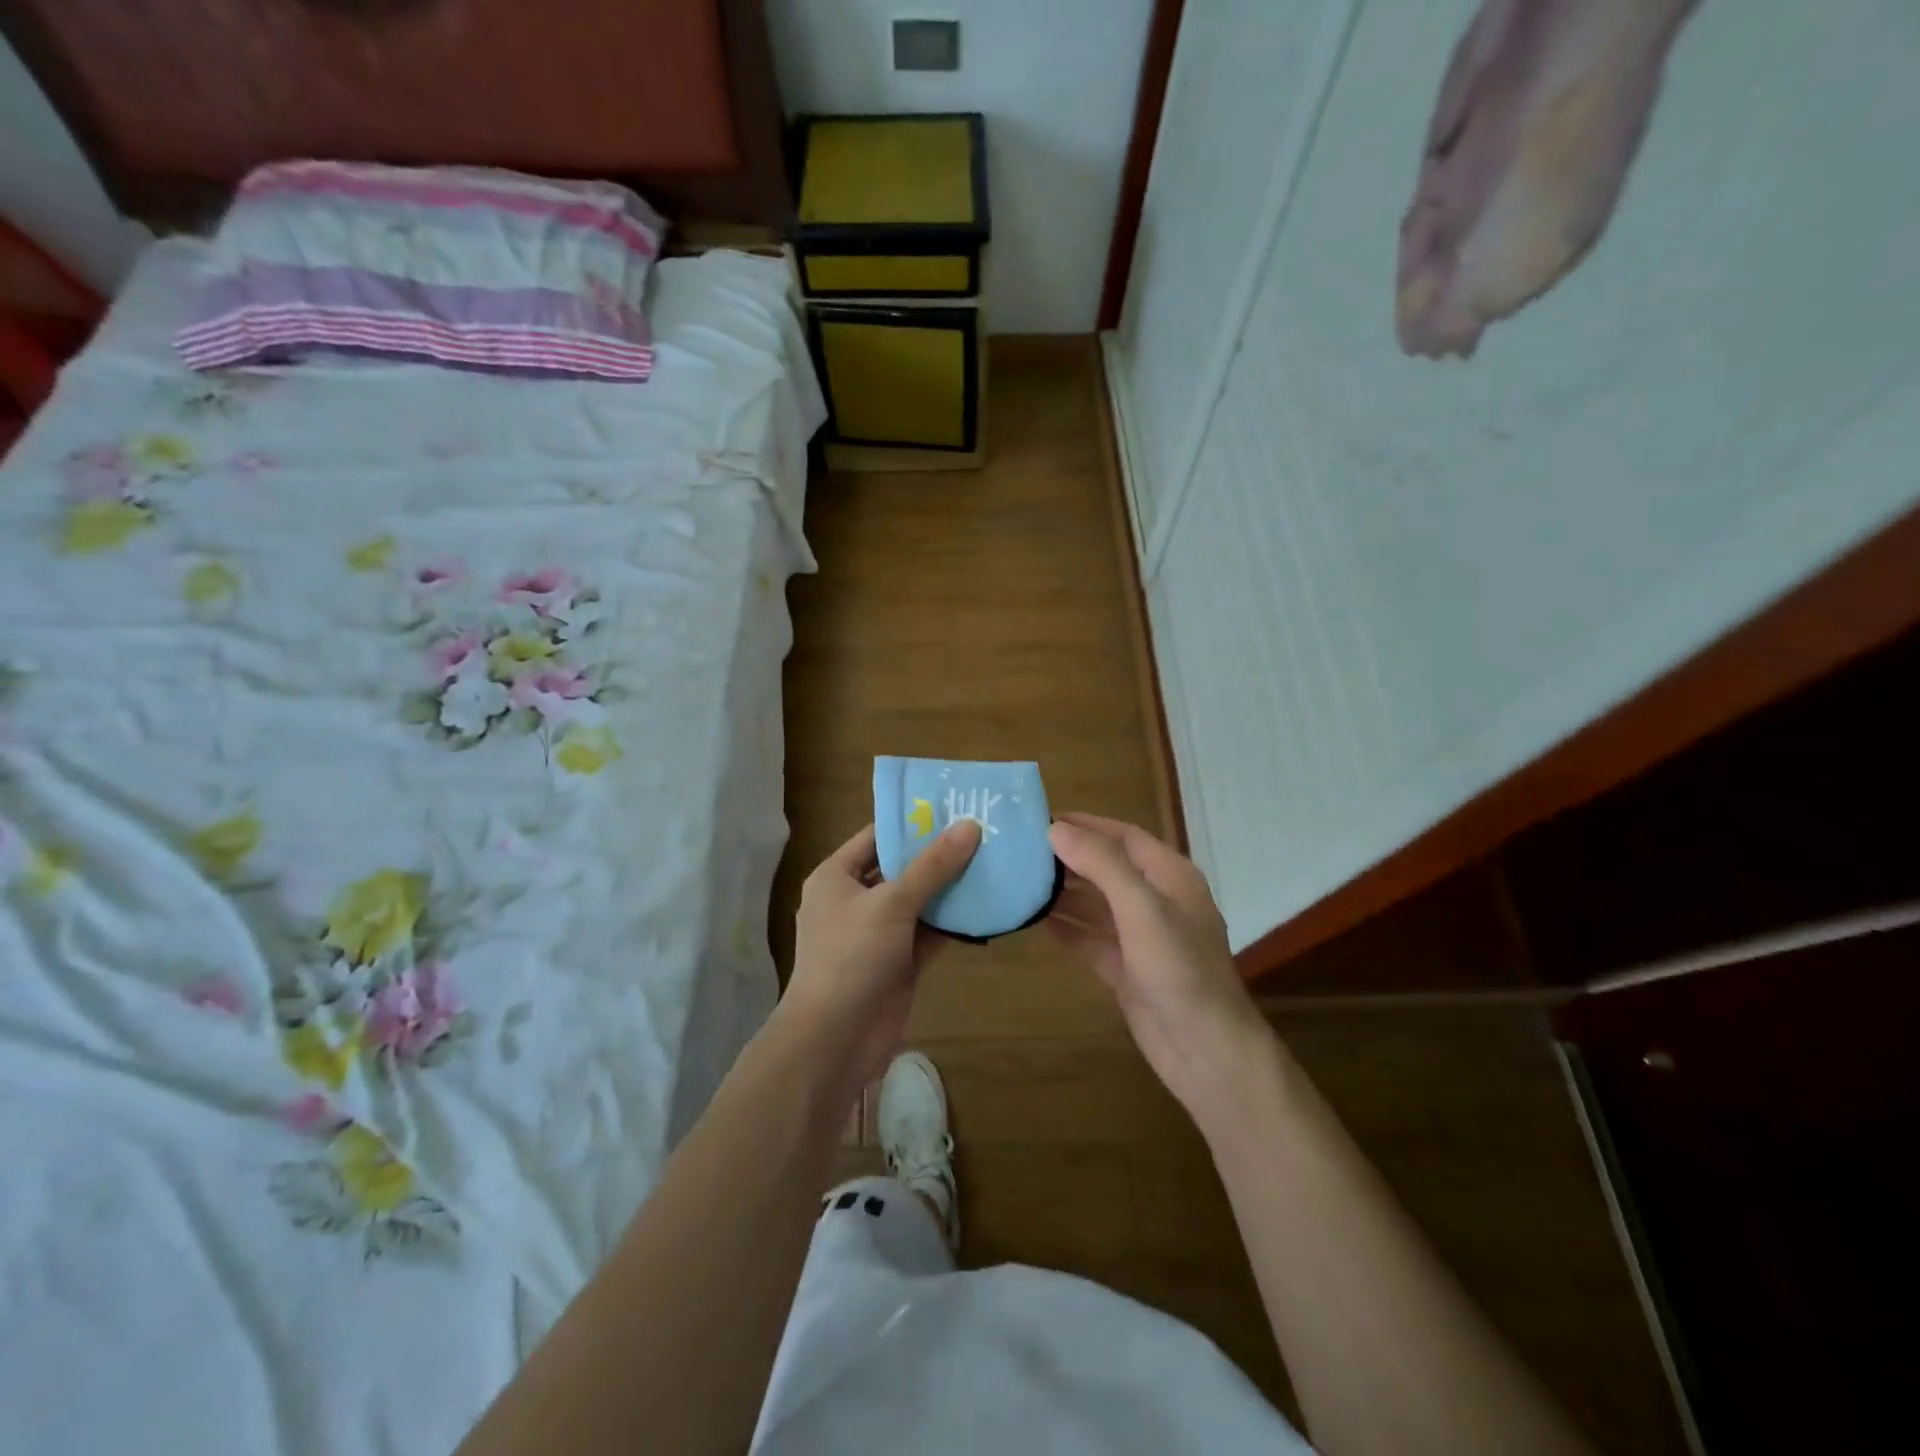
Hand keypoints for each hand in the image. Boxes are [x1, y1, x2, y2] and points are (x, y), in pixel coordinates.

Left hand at [781, 820, 981, 1093]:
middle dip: (939, 854)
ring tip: (993, 861)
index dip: (913, 821)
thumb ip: (932, 866)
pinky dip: (953, 921)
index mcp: (837, 876)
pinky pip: (929, 932)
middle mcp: (855, 899)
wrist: (835, 1039)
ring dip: (951, 887)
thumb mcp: (892, 903)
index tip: (954, 807)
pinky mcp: (899, 961)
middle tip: (984, 831)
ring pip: (919, 901)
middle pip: (901, 867)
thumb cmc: (852, 957)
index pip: (877, 836)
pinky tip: (987, 905)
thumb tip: (969, 826)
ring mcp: (878, 932)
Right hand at [1047, 813, 1271, 1122]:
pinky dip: (1066, 928)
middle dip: (1069, 857)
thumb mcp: (1143, 909)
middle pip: (1107, 867)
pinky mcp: (1126, 969)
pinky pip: (1090, 938)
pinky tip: (1034, 919)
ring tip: (1019, 879)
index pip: (1123, 836)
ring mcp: (1141, 937)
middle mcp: (1156, 900)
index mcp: (1170, 876)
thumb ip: (1102, 865)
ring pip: (1096, 903)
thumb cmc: (1180, 970)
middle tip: (1020, 849)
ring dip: (1063, 892)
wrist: (1205, 1052)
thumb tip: (1056, 829)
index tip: (1040, 818)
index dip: (1085, 824)